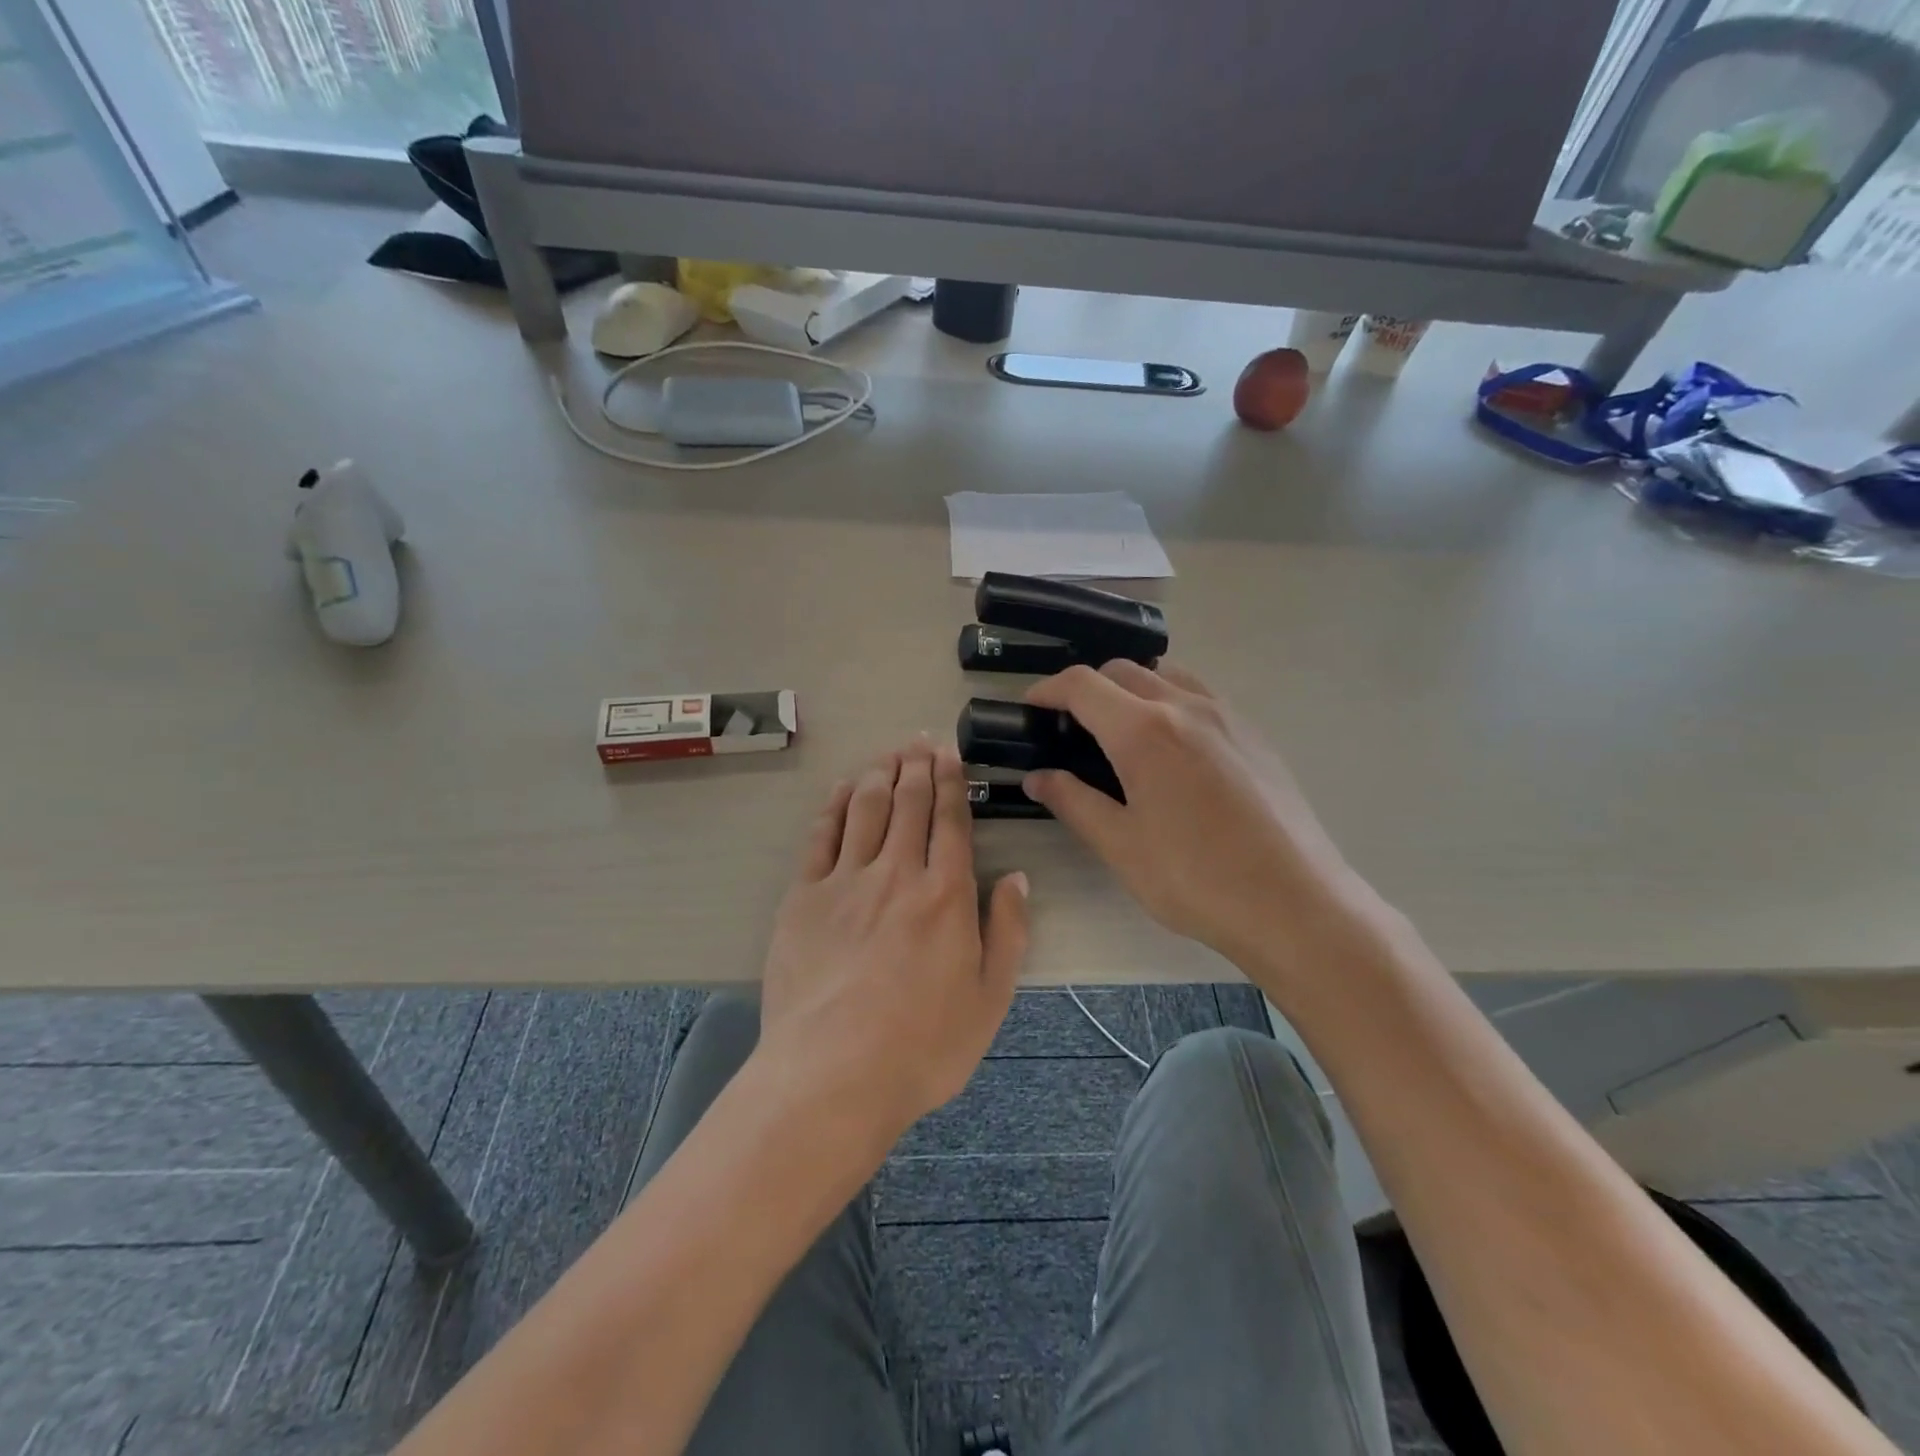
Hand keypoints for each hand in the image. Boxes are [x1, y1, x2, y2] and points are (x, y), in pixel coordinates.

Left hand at [755, 737, 1029, 1151]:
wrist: (833, 1074)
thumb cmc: (922, 1046)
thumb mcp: (990, 999)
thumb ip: (1009, 933)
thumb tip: (1017, 878)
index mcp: (946, 895)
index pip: (951, 821)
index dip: (951, 782)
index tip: (950, 754)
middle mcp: (897, 873)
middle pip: (908, 804)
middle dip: (917, 766)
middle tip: (920, 740)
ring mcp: (845, 881)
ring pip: (865, 809)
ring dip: (879, 774)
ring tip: (889, 754)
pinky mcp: (803, 897)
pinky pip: (821, 836)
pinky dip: (834, 805)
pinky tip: (843, 788)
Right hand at [1021, 663, 1382, 991]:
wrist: (1296, 903)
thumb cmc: (1197, 879)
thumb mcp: (1121, 846)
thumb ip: (1073, 802)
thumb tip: (1037, 778)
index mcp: (1144, 731)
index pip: (1083, 686)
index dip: (1048, 689)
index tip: (1031, 706)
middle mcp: (1186, 707)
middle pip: (1124, 671)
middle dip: (1088, 688)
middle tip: (1071, 726)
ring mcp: (1227, 716)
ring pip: (1167, 675)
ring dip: (1133, 688)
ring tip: (1121, 730)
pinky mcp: (1255, 735)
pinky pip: (1201, 696)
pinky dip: (1171, 702)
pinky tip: (1173, 750)